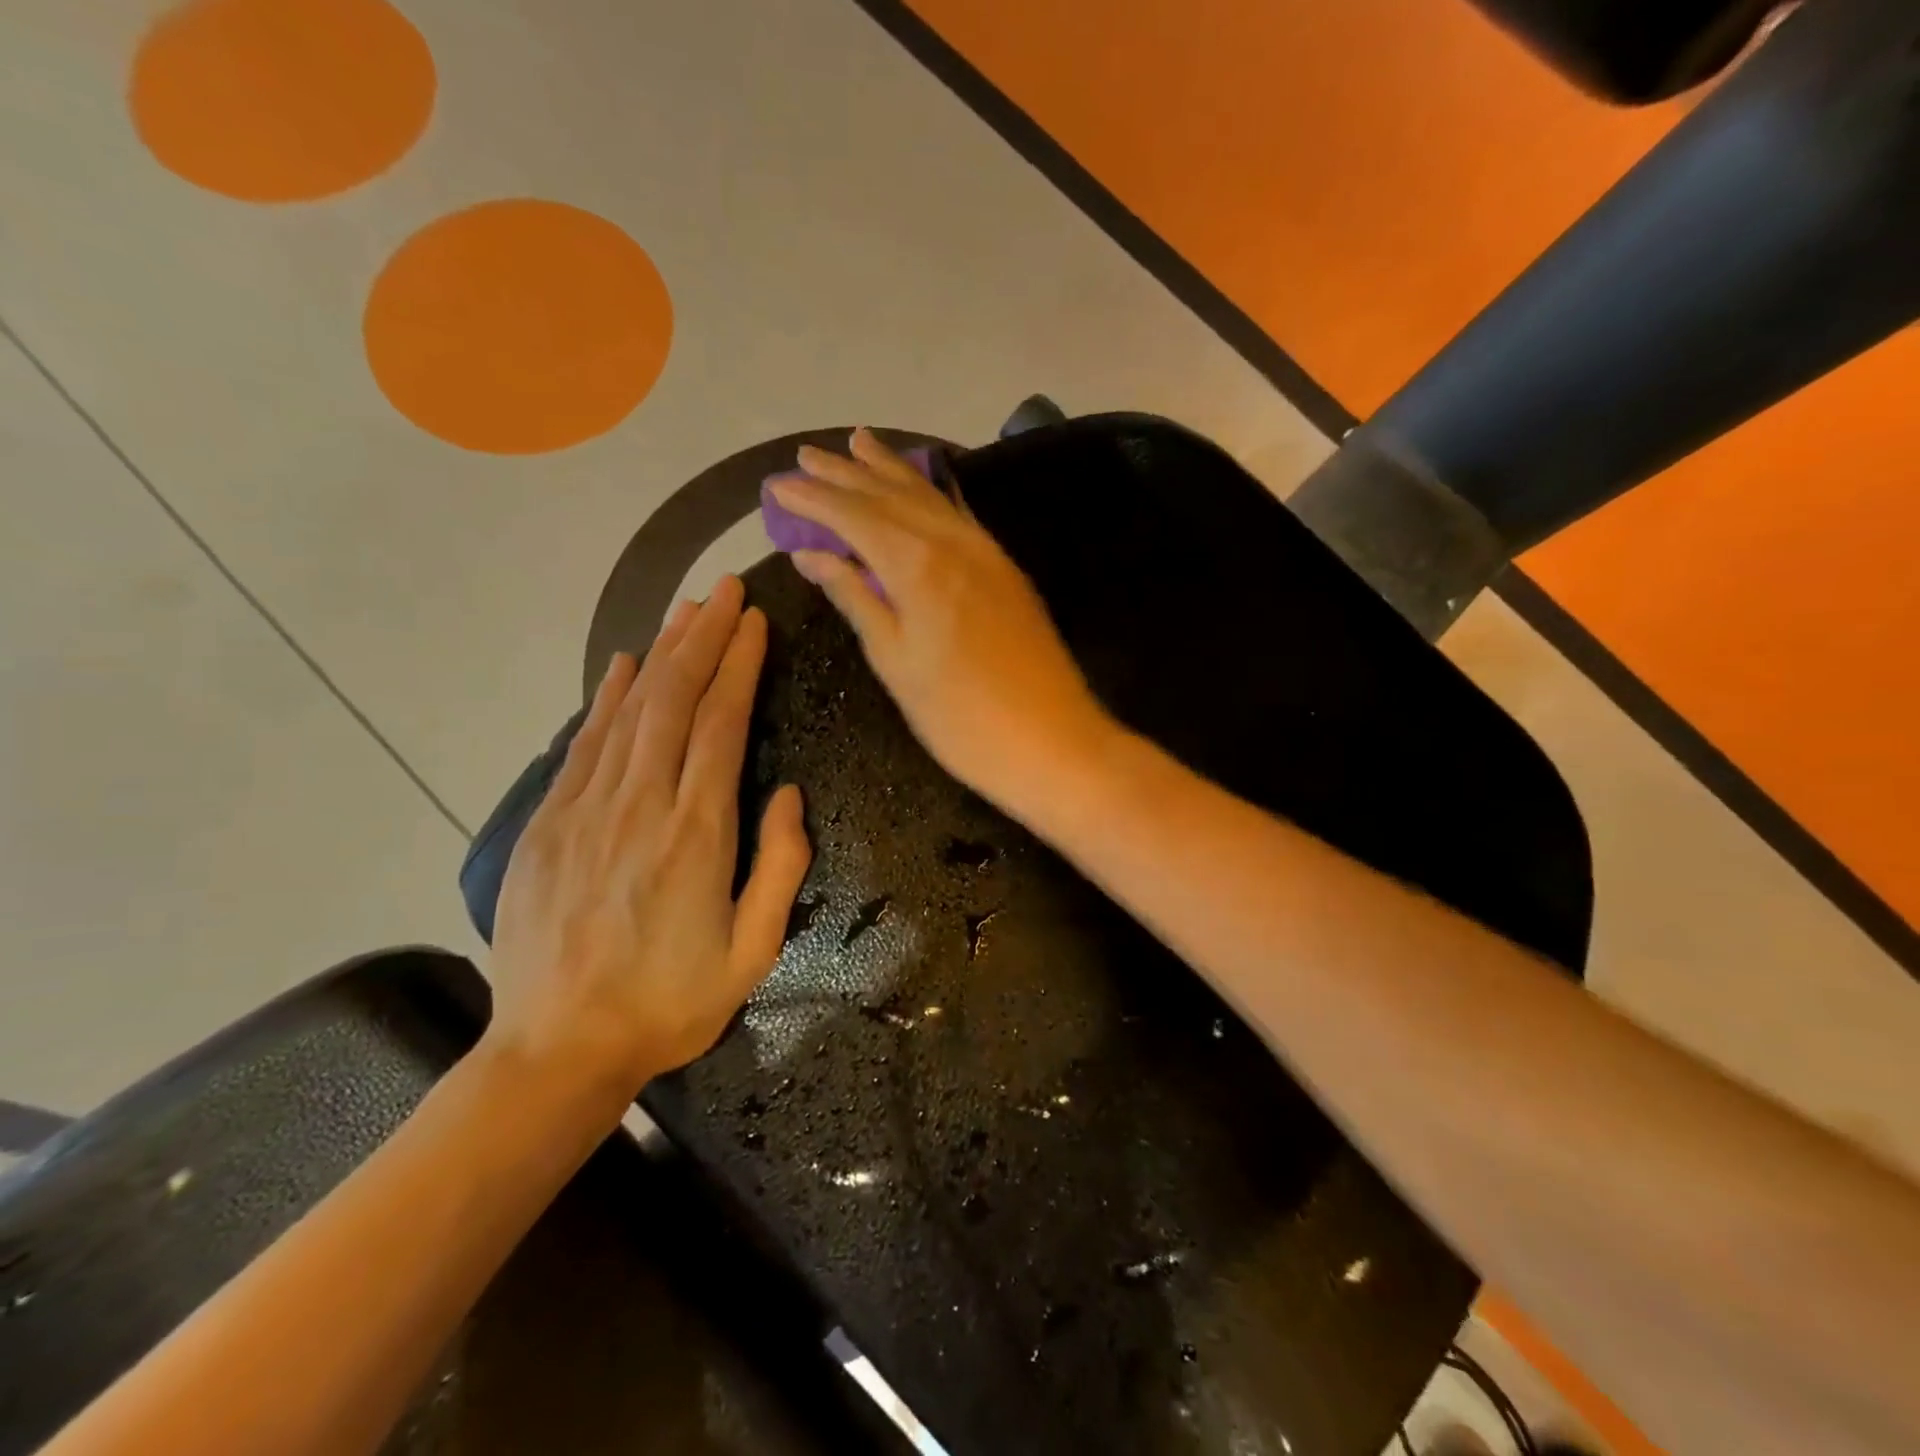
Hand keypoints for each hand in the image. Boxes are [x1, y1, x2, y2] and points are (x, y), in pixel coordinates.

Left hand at [487, 577, 811, 1102]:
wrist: (556, 1050)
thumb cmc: (670, 1004)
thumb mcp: (753, 952)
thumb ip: (779, 867)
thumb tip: (787, 793)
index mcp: (697, 834)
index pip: (720, 723)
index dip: (739, 665)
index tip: (755, 621)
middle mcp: (640, 806)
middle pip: (673, 699)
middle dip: (703, 637)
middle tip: (726, 590)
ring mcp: (586, 810)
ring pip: (628, 710)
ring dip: (659, 654)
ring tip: (686, 611)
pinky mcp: (548, 823)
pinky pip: (583, 744)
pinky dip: (604, 698)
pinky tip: (620, 667)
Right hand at [769, 428, 1116, 810]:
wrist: (1051, 740)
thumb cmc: (960, 716)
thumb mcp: (895, 663)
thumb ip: (855, 598)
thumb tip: (811, 554)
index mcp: (917, 564)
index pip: (853, 516)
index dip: (813, 500)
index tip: (777, 486)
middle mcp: (952, 542)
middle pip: (890, 495)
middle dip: (845, 474)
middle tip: (806, 455)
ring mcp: (985, 551)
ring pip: (929, 496)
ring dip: (890, 470)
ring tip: (859, 443)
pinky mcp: (1005, 569)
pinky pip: (958, 514)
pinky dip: (931, 493)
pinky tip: (922, 486)